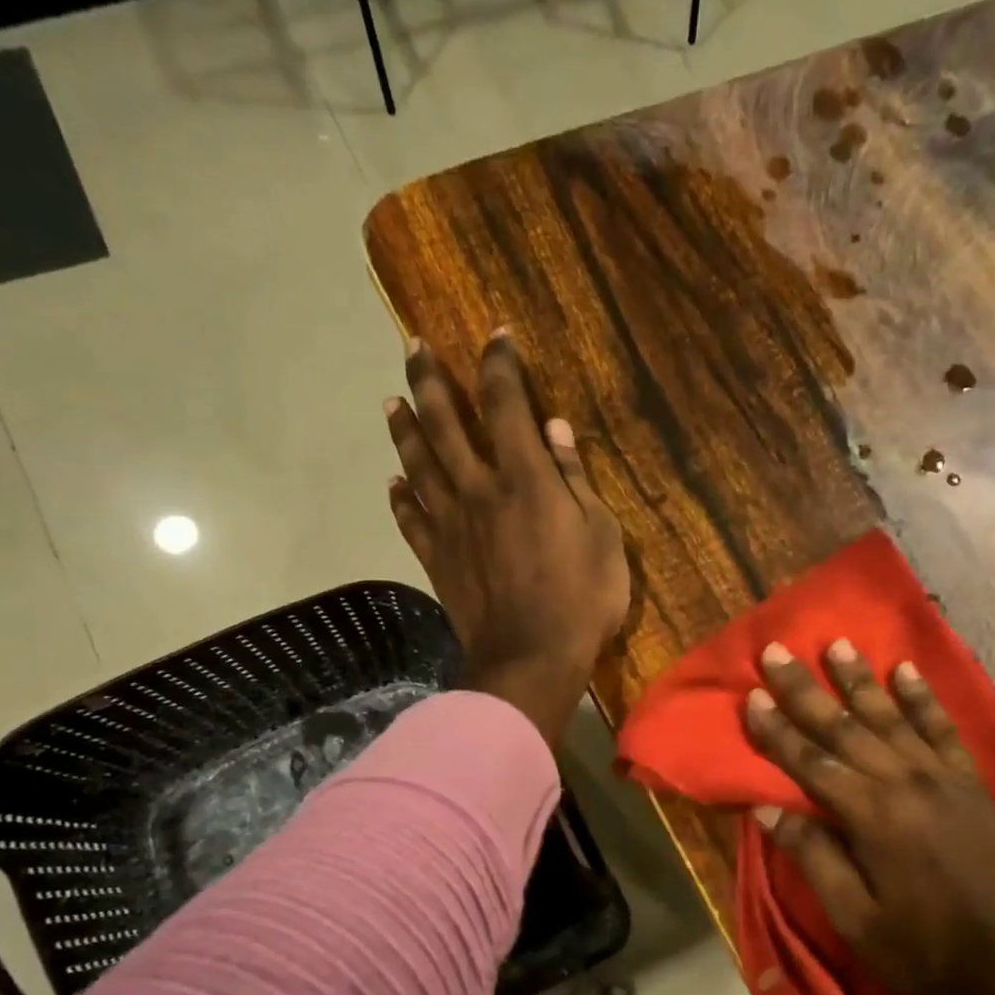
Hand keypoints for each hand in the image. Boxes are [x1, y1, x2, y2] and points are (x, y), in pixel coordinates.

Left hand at [384, 332, 629, 745]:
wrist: (531, 659)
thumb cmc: (581, 599)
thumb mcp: (602, 536)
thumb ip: (576, 479)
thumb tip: (556, 429)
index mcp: (526, 478)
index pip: (507, 403)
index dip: (500, 364)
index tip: (497, 336)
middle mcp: (479, 488)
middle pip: (446, 422)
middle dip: (430, 379)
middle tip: (414, 347)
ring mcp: (451, 524)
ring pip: (419, 463)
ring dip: (405, 429)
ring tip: (392, 400)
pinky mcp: (437, 558)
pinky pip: (410, 519)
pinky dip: (400, 496)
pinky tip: (393, 482)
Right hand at [744, 641, 994, 994]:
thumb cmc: (918, 947)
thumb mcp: (852, 914)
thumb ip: (812, 855)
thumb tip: (766, 807)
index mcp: (870, 815)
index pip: (810, 761)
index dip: (776, 729)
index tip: (751, 696)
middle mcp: (904, 781)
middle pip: (844, 726)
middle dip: (806, 689)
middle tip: (777, 651)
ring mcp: (942, 777)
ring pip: (891, 716)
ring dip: (859, 680)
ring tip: (836, 644)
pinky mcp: (969, 782)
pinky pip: (943, 729)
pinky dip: (923, 698)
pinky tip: (906, 671)